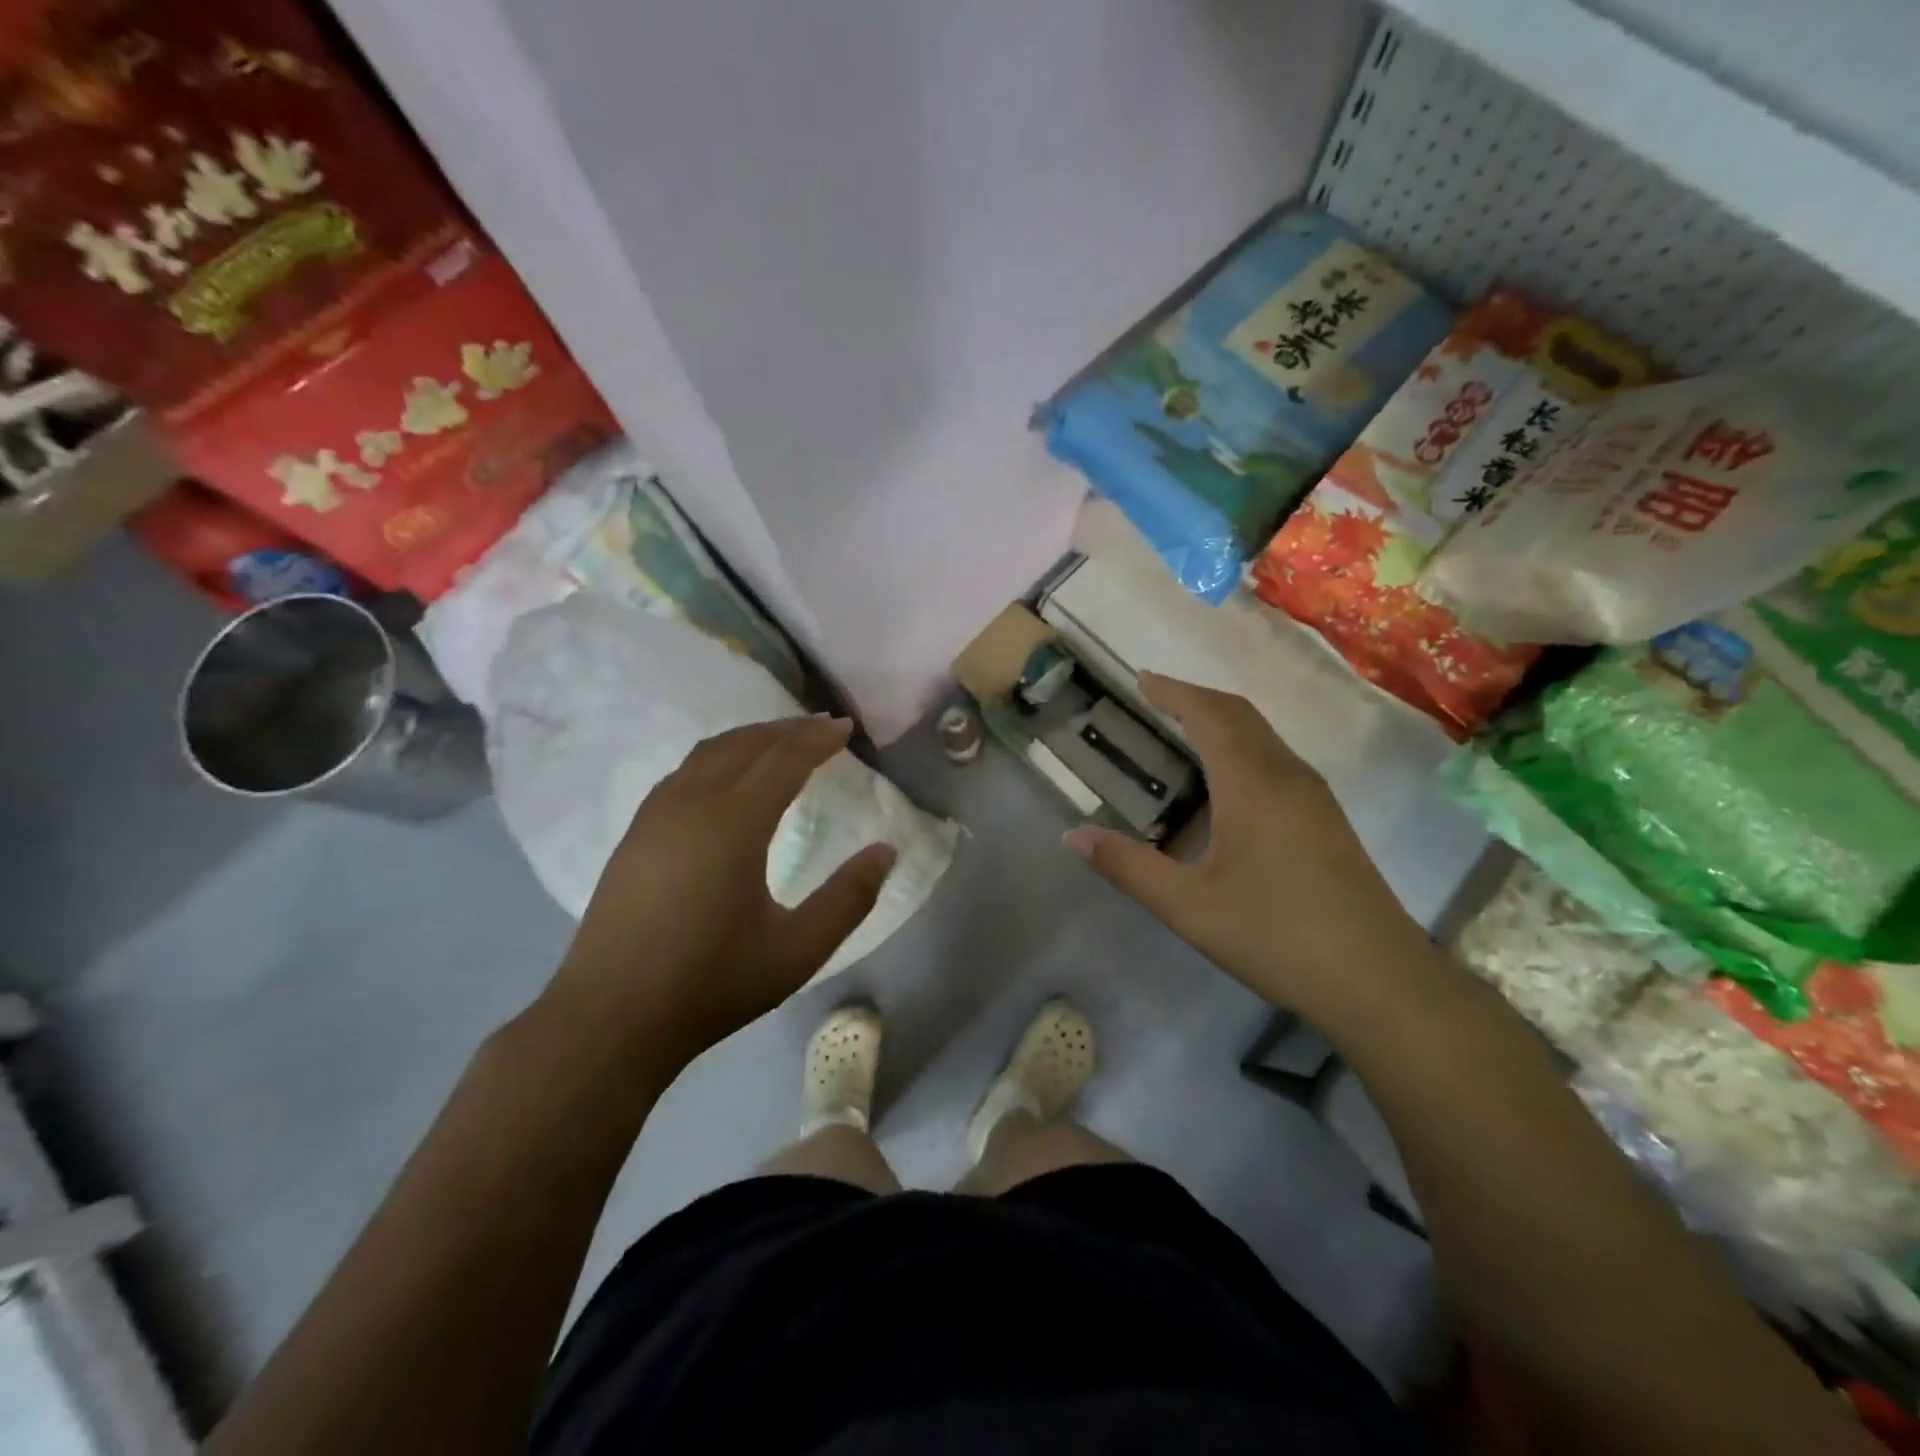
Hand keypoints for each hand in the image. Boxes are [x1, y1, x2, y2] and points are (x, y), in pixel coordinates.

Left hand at [541, 717, 896, 1067]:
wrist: (610, 1019)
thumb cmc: (712, 984)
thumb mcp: (798, 950)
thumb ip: (849, 898)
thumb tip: (887, 851)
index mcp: (733, 824)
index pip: (783, 760)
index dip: (818, 739)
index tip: (845, 727)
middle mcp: (691, 804)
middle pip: (744, 744)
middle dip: (786, 729)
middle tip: (821, 726)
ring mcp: (655, 816)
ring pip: (708, 753)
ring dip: (750, 738)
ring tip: (780, 741)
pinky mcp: (635, 834)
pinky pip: (684, 772)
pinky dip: (718, 757)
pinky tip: (728, 777)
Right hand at [1066, 674, 1428, 1031]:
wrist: (1379, 980)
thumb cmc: (1276, 936)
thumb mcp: (1188, 906)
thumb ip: (1128, 867)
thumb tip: (1073, 837)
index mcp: (1252, 783)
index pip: (1209, 715)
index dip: (1174, 692)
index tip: (1142, 679)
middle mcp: (1287, 775)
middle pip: (1240, 714)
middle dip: (1196, 698)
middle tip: (1156, 696)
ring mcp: (1315, 796)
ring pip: (1263, 735)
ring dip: (1222, 720)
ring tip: (1184, 728)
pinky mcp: (1327, 819)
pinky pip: (1276, 759)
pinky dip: (1242, 745)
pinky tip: (1228, 780)